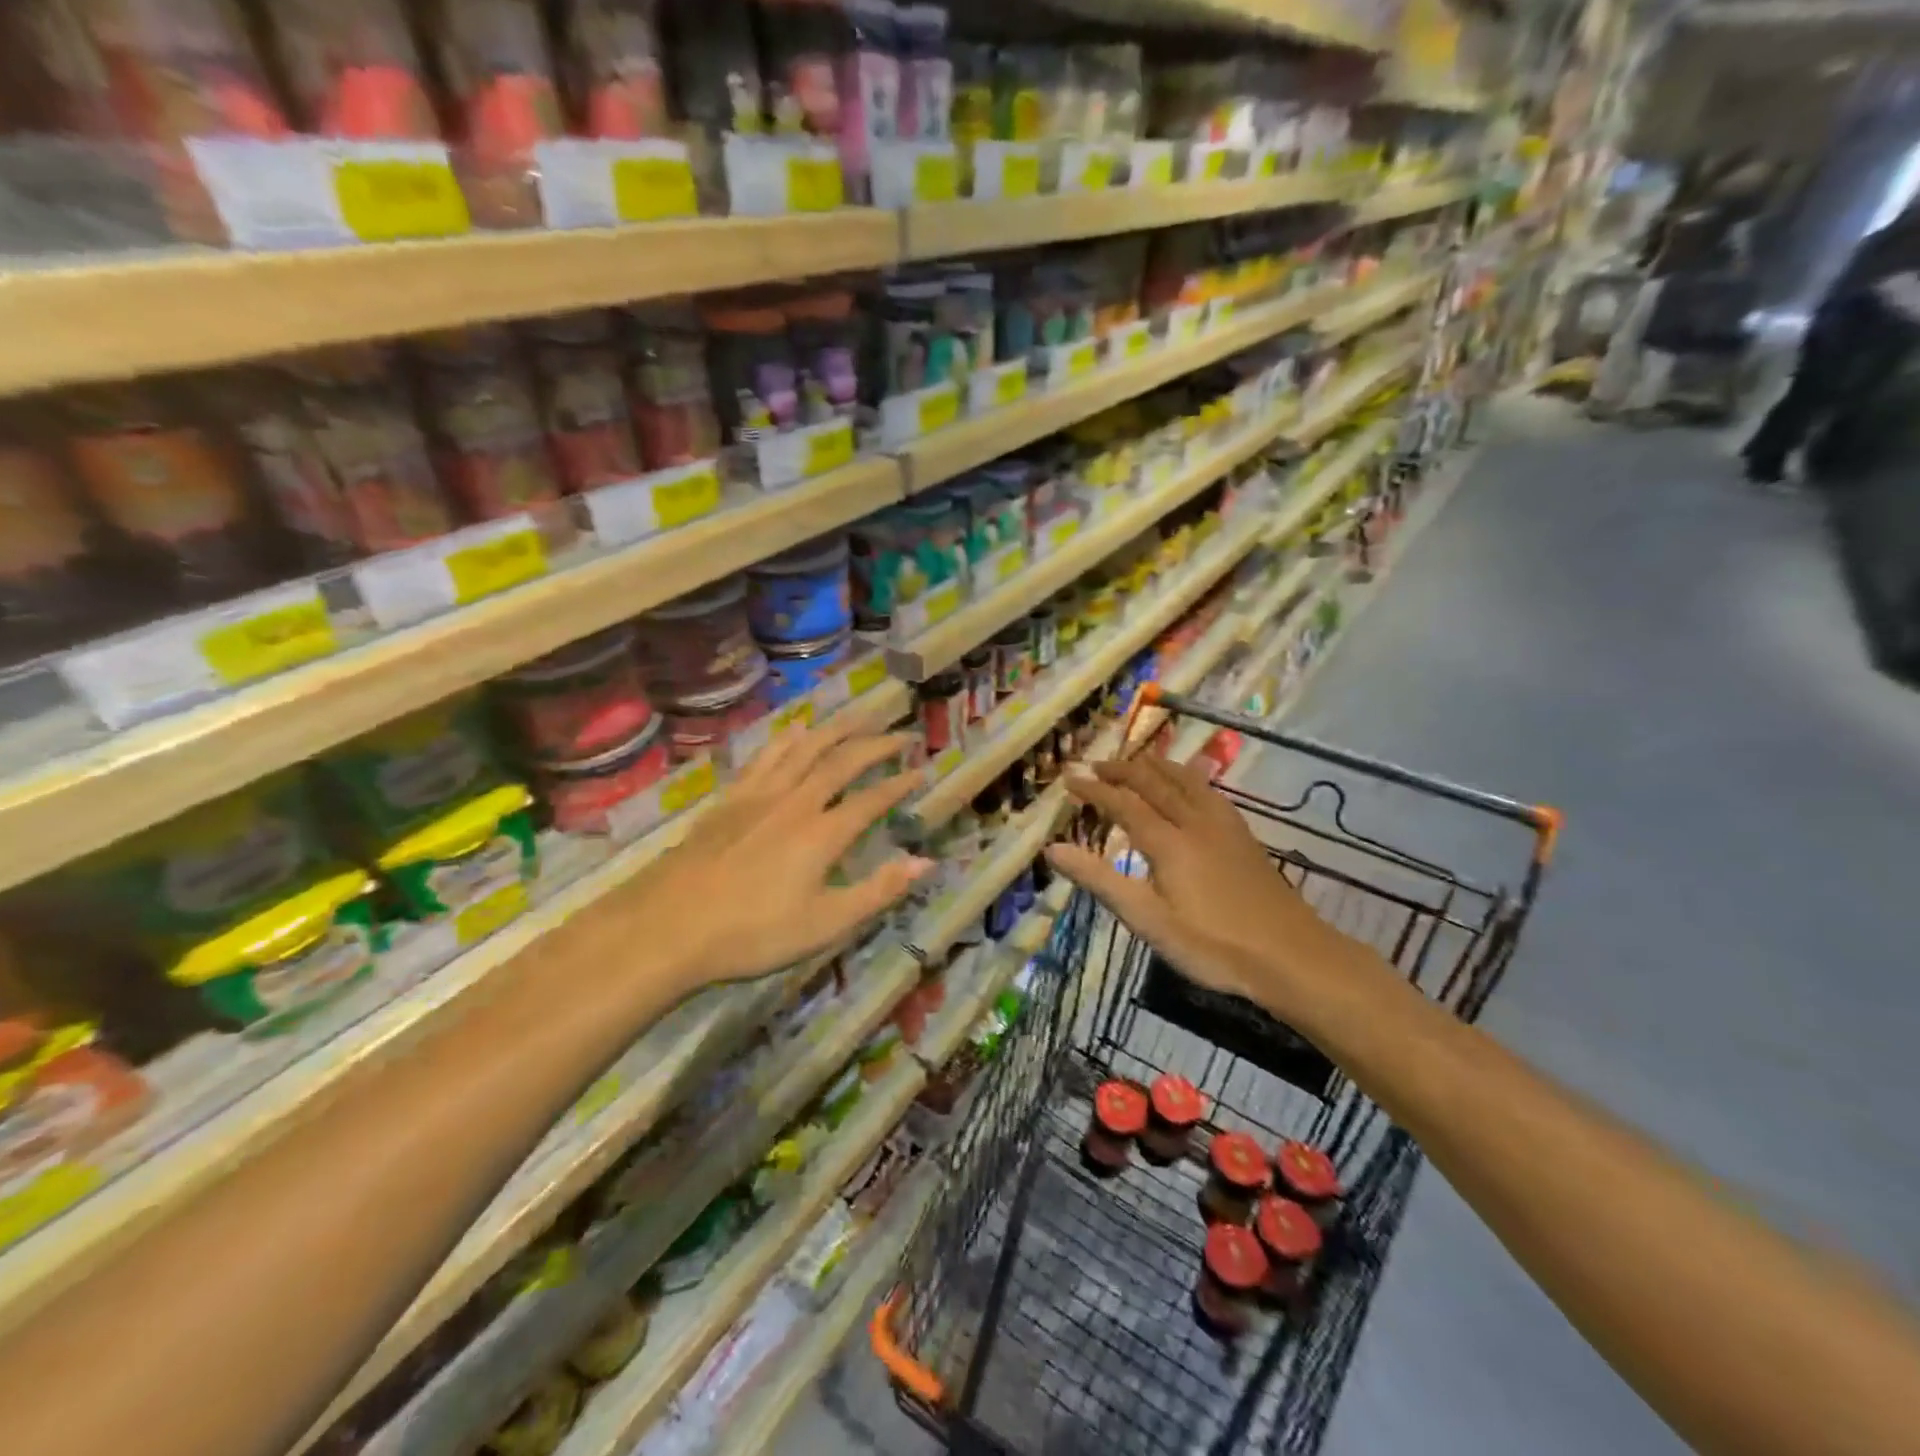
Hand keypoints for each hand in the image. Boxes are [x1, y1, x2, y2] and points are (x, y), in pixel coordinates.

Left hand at [628, 718, 932, 992]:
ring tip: (858, 716)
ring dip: (836, 729)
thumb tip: (925, 862)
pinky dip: (787, 738)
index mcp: (822, 834)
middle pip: (841, 762)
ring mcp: (760, 796)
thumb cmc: (752, 934)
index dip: (899, 784)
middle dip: (875, 745)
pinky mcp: (730, 798)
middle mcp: (796, 803)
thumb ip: (878, 891)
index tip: (921, 770)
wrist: (668, 927)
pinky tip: (796, 728)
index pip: (871, 800)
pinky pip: (766, 756)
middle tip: (900, 733)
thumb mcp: (825, 924)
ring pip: (804, 749)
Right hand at [1045, 755, 1378, 1022]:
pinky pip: (1208, 790)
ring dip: (1156, 766)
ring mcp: (1224, 826)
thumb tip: (1053, 849)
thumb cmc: (1212, 945)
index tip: (1069, 779)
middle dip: (1122, 769)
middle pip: (1154, 782)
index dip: (1094, 789)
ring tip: (1138, 761)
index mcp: (1168, 842)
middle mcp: (1195, 822)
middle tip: (1096, 764)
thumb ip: (1100, 881)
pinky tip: (1190, 785)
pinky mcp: (1244, 835)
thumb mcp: (1148, 921)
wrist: (1292, 956)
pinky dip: (1186, 777)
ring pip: (1185, 780)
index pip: (1123, 803)